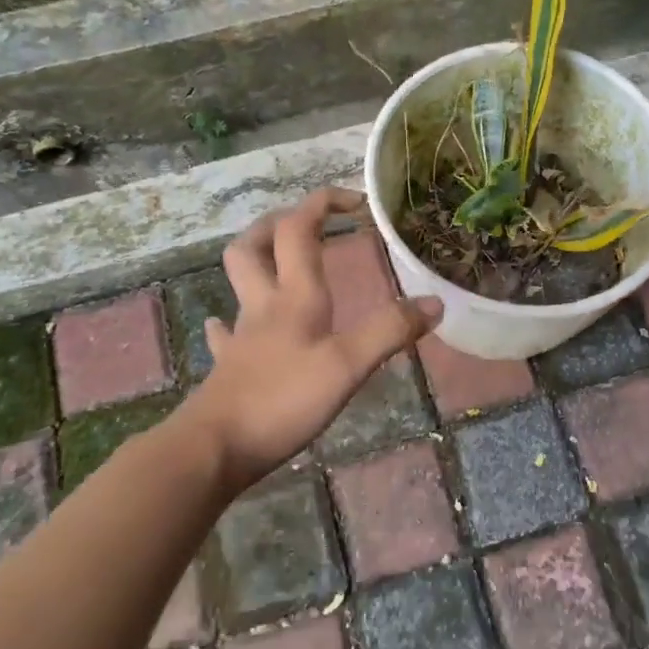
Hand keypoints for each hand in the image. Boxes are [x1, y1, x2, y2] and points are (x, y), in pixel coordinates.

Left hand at [185, 188, 441, 489]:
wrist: (213, 448)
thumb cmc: (282, 400)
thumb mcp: (347, 366)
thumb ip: (389, 332)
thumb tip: (434, 302)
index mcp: (294, 295)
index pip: (299, 229)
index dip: (323, 203)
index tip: (356, 201)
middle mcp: (264, 305)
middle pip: (255, 244)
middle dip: (279, 222)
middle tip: (307, 224)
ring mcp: (241, 336)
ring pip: (240, 282)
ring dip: (258, 261)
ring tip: (281, 262)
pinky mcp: (229, 367)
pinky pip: (226, 333)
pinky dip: (233, 322)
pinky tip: (237, 328)